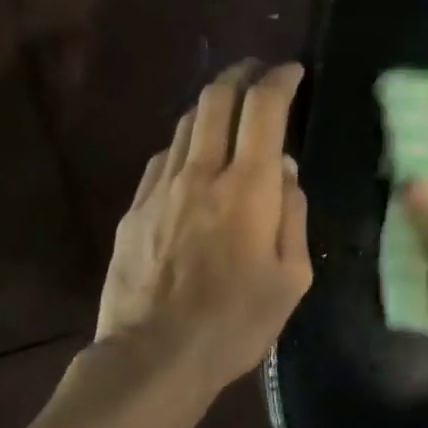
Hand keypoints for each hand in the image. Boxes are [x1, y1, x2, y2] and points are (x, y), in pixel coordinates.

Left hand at [97, 61, 311, 392]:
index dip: (280, 79)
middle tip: (259, 73)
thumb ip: (292, 215)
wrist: (154, 356)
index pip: (264, 108)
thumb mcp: (291, 279)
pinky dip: (185, 145)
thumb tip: (285, 171)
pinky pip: (162, 159)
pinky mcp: (134, 209)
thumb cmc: (235, 324)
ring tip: (228, 112)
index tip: (293, 72)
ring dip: (211, 106)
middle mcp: (201, 173)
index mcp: (248, 188)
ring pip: (185, 124)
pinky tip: (192, 161)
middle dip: (242, 73)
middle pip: (216, 98)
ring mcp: (161, 188)